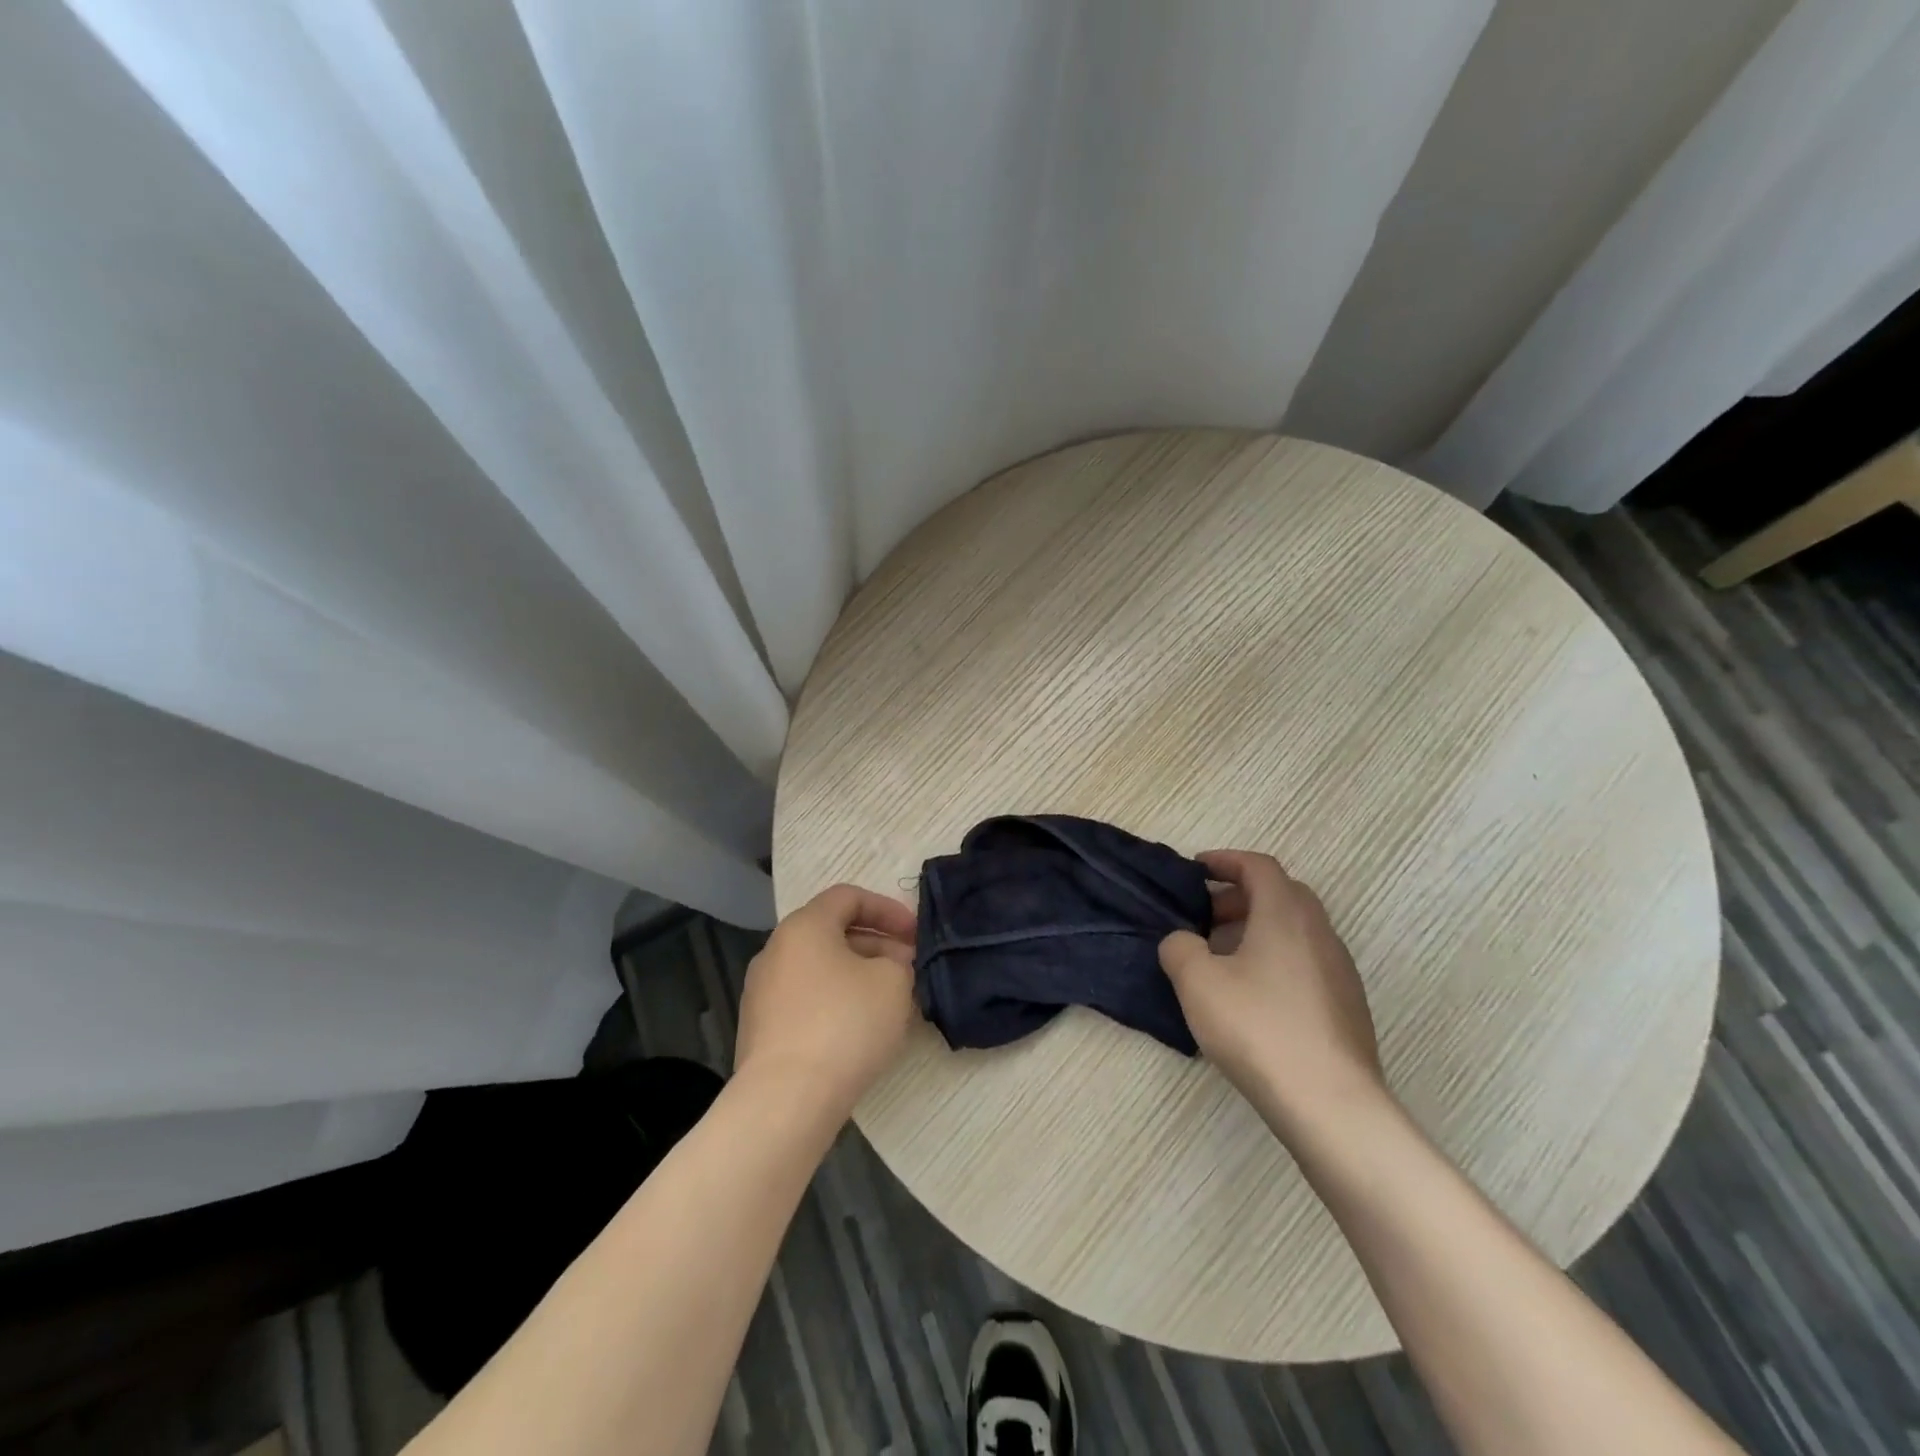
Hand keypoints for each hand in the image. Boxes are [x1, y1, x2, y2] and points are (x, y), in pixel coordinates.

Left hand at [734, 884, 918, 1121]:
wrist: (786, 1100)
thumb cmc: (845, 1024)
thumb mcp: (893, 981)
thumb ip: (898, 960)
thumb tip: (887, 965)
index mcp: (804, 926)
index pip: (848, 896)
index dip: (887, 908)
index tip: (916, 933)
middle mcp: (775, 950)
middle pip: (832, 932)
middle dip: (876, 944)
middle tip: (909, 967)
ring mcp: (762, 992)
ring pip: (819, 968)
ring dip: (857, 975)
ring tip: (889, 1001)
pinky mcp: (760, 1030)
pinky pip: (806, 1000)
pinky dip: (835, 1002)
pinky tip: (859, 1030)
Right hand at [1159, 850, 1385, 1132]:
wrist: (1330, 1104)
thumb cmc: (1258, 1028)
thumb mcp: (1197, 982)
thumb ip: (1179, 948)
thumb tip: (1183, 941)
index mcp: (1285, 914)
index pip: (1259, 866)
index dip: (1225, 861)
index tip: (1196, 870)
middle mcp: (1319, 932)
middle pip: (1281, 894)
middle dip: (1239, 897)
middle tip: (1204, 917)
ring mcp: (1339, 970)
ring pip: (1295, 930)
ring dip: (1257, 930)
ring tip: (1221, 959)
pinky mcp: (1346, 1005)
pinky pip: (1305, 962)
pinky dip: (1275, 959)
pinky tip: (1251, 996)